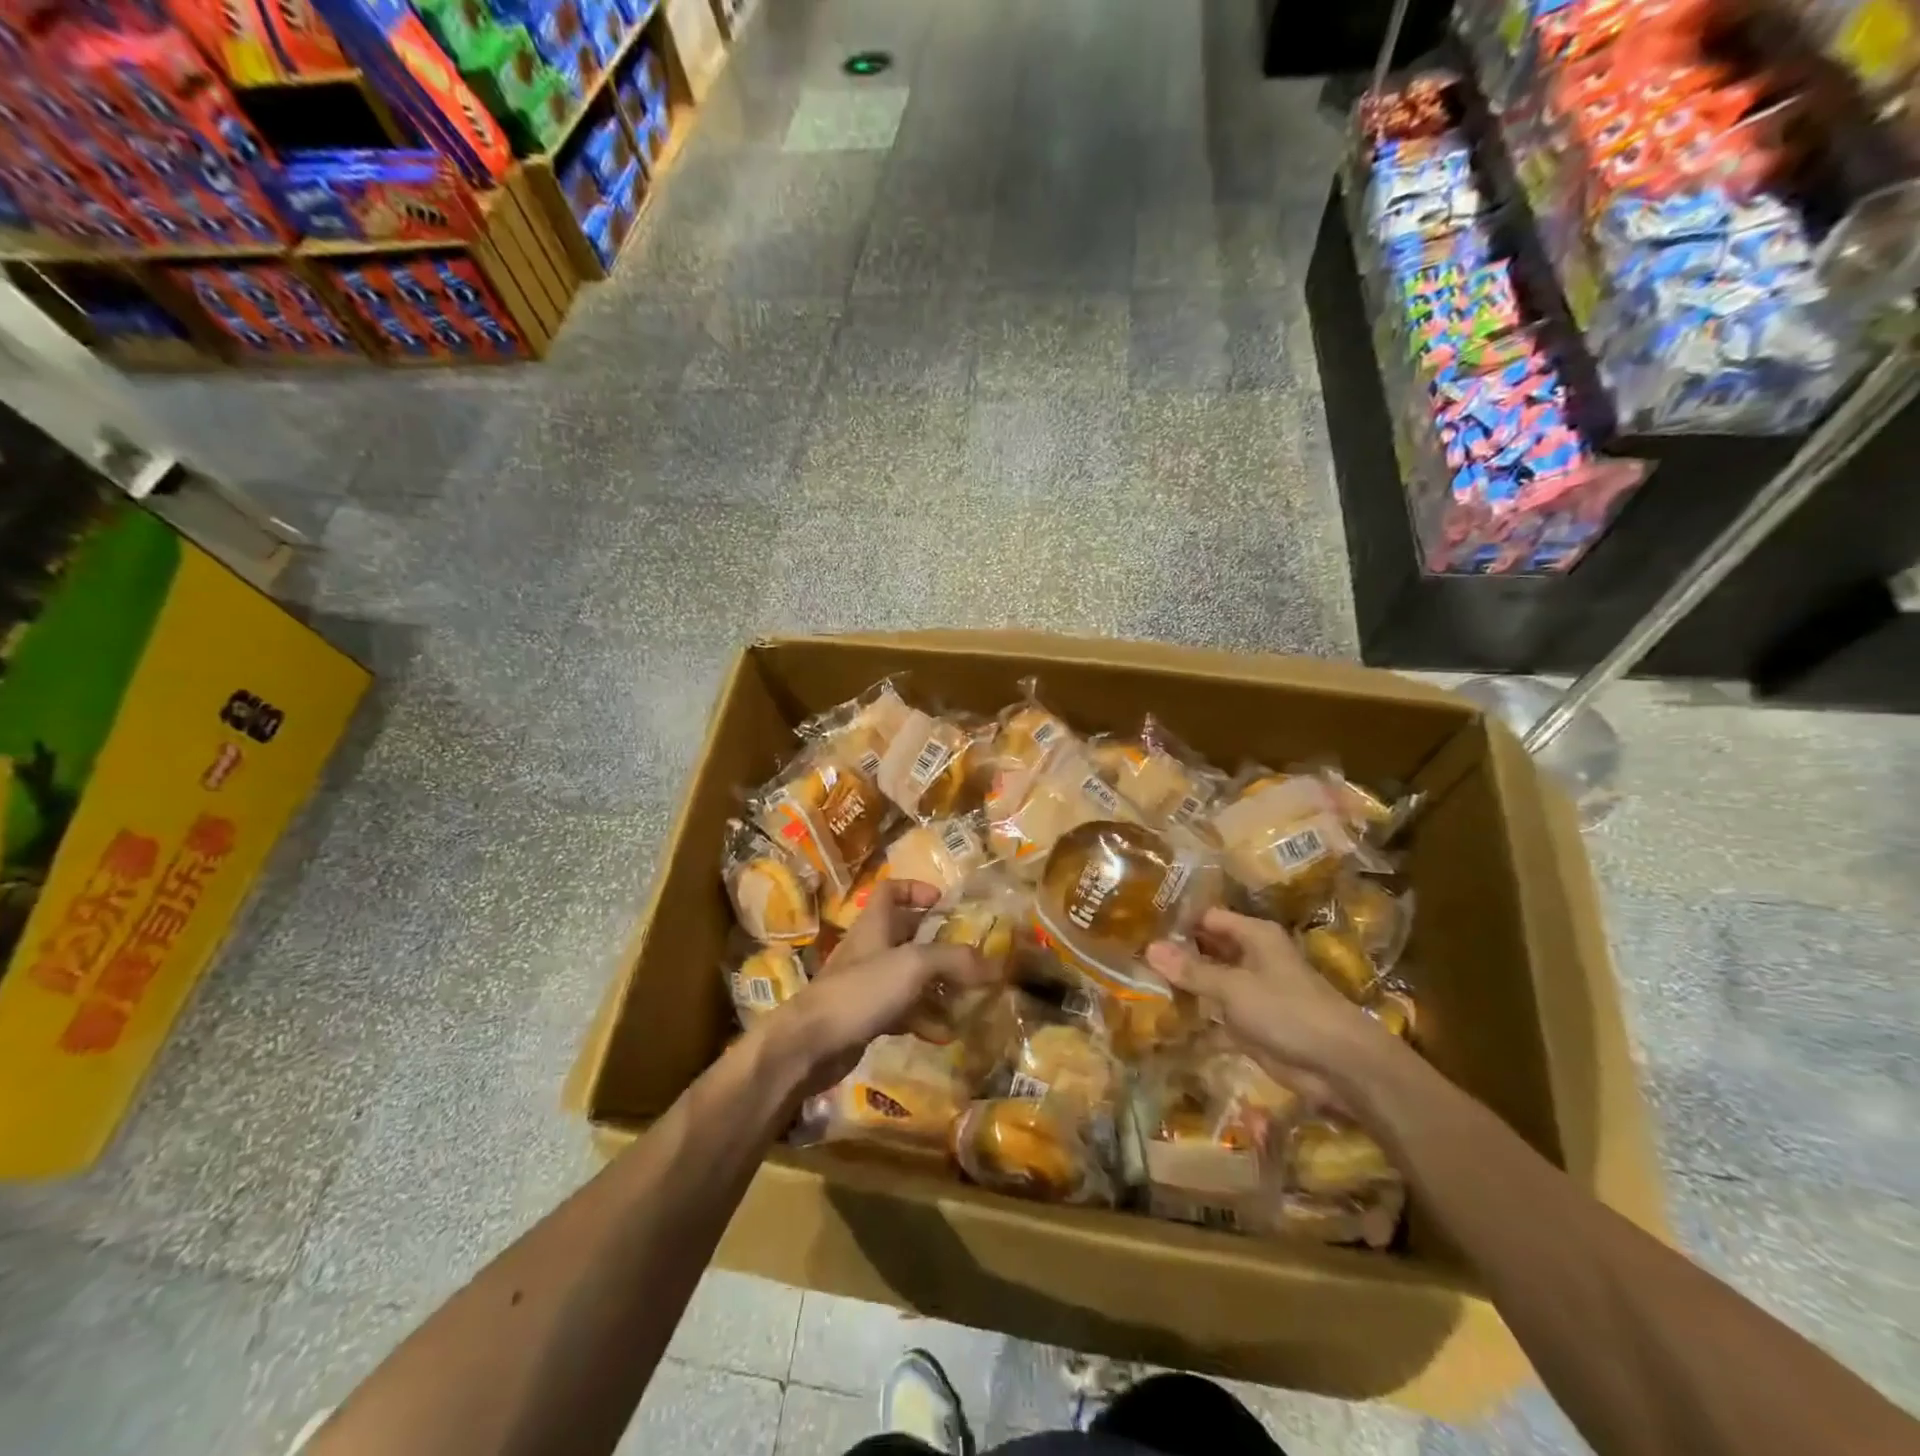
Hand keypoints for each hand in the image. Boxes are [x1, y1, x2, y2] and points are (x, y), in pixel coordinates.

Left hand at [764, 879, 993, 1094]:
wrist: (810, 1045)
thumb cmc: (861, 990)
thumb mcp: (913, 965)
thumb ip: (954, 960)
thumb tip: (996, 966)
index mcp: (875, 924)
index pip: (892, 890)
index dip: (917, 890)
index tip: (944, 903)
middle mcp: (870, 948)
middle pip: (906, 935)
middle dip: (939, 944)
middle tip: (970, 956)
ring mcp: (866, 984)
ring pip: (908, 976)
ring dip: (937, 985)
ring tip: (968, 998)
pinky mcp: (866, 1017)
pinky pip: (903, 1010)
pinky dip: (924, 1018)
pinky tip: (945, 1033)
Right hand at [1145, 907, 1402, 1094]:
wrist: (1339, 1066)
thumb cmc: (1288, 1010)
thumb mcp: (1234, 987)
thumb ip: (1192, 970)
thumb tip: (1149, 947)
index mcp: (1254, 936)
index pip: (1207, 918)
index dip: (1177, 922)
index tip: (1139, 927)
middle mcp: (1252, 958)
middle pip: (1207, 950)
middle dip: (1175, 956)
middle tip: (1130, 957)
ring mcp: (1252, 993)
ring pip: (1210, 984)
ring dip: (1183, 988)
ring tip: (1138, 986)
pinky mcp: (1252, 1026)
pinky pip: (1217, 1018)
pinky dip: (1196, 1022)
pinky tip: (1164, 1025)